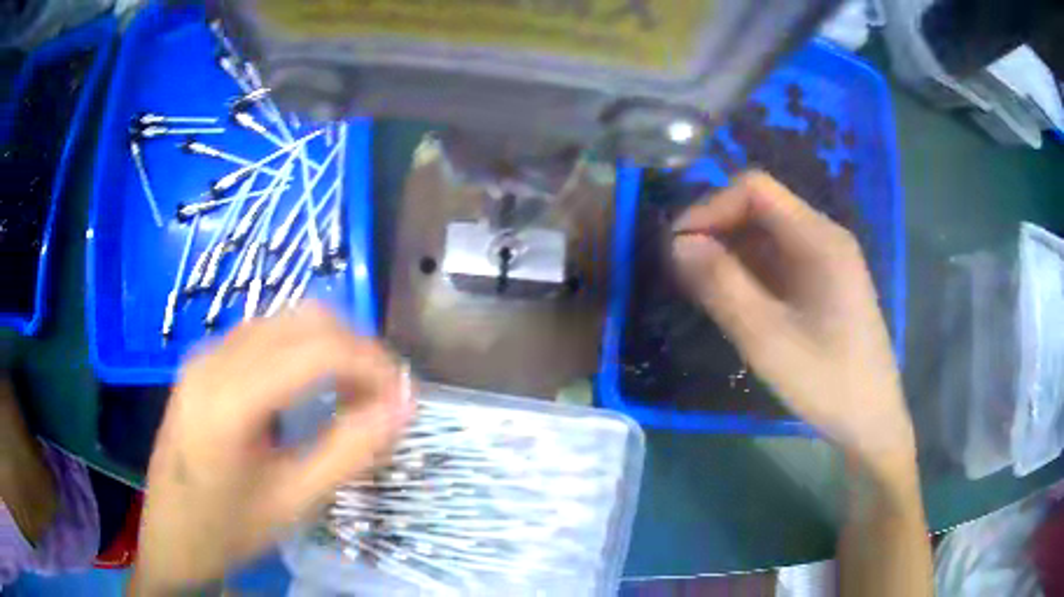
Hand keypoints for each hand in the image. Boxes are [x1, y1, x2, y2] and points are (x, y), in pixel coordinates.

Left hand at [131, 304, 412, 594]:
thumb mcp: (294, 502)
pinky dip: (303, 350)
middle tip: (383, 396)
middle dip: (357, 349)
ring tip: (354, 393)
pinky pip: (265, 334)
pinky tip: (313, 388)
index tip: (404, 397)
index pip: (318, 349)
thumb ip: (350, 451)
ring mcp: (205, 354)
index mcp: (229, 399)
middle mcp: (214, 358)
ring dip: (331, 346)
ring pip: (286, 320)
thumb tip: (402, 406)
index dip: (372, 364)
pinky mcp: (204, 361)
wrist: (169, 534)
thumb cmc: (228, 529)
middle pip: (304, 319)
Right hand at [672, 172, 914, 472]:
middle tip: (682, 271)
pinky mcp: (823, 284)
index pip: (756, 189)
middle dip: (716, 230)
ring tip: (698, 288)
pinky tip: (731, 300)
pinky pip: (778, 261)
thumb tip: (677, 243)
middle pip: (760, 208)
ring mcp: (826, 261)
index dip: (711, 207)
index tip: (679, 246)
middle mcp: (824, 237)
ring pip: (767, 236)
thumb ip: (722, 286)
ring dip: (729, 253)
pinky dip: (748, 272)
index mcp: (819, 238)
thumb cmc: (827, 381)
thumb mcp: (768, 339)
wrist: (871, 421)